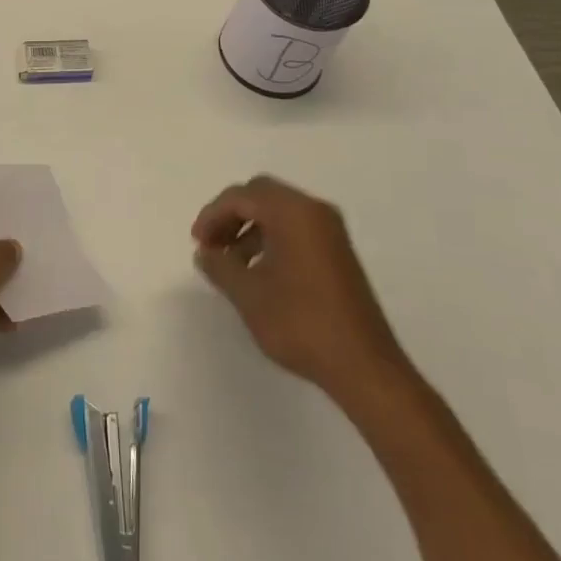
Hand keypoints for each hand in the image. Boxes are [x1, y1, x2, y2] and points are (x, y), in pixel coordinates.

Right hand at [193, 175, 413, 418]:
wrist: (364, 366)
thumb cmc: (301, 323)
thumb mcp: (249, 295)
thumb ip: (220, 266)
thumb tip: (205, 253)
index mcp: (292, 212)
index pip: (241, 196)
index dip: (212, 215)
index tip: (197, 243)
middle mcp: (314, 211)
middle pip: (261, 195)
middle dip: (231, 216)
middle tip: (212, 245)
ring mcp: (330, 231)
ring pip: (279, 211)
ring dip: (250, 228)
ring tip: (232, 264)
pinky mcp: (338, 251)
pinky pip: (296, 228)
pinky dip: (271, 239)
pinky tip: (260, 272)